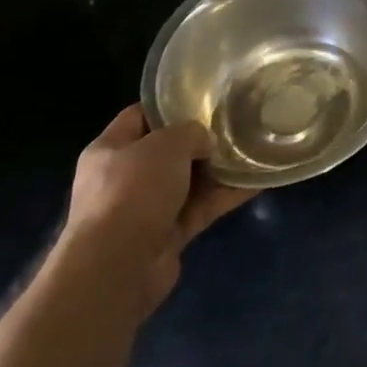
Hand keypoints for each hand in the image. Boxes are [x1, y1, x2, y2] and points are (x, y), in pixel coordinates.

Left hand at [60, 105, 254, 318]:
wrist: (118, 269)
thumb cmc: (133, 190)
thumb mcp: (167, 143)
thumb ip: (191, 132)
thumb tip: (205, 143)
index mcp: (110, 149)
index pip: (140, 116)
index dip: (170, 105)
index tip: (204, 97)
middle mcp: (123, 178)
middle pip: (167, 151)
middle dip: (199, 140)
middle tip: (234, 124)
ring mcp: (144, 210)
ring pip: (188, 182)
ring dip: (217, 170)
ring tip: (251, 149)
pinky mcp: (165, 237)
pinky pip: (200, 209)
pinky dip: (224, 197)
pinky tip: (255, 182)